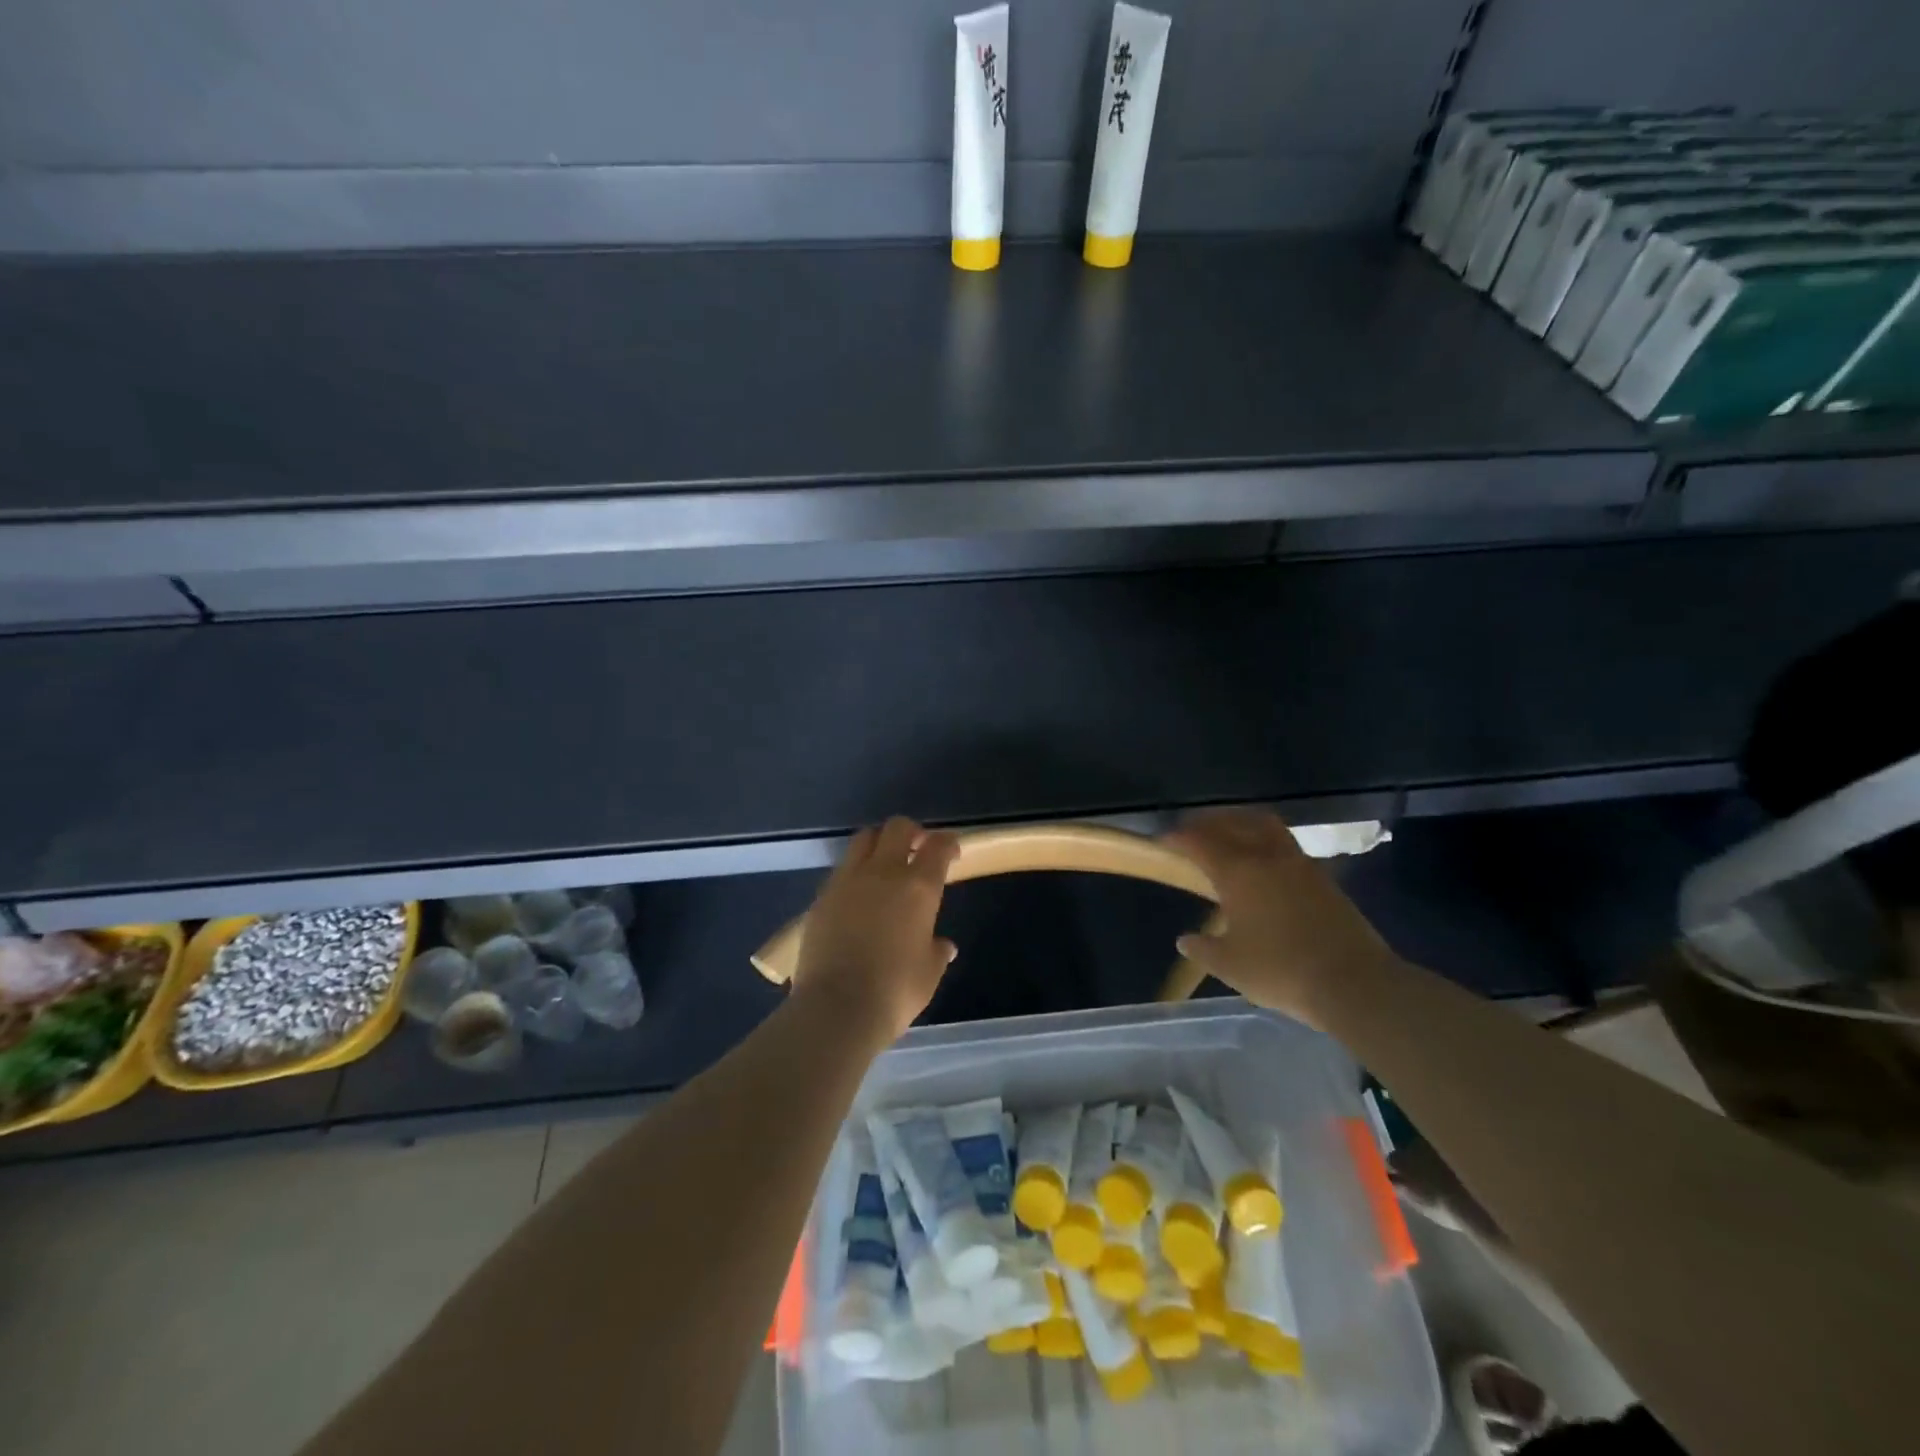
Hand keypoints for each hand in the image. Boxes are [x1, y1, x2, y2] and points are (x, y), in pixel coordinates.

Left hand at [792, 817, 959, 1041]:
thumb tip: (944, 946)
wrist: (837, 1007)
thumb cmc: (895, 991)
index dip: (947, 843)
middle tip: (917, 848)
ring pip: (863, 839)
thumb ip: (937, 952)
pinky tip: (857, 895)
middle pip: (897, 827)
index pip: (937, 847)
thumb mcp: (928, 973)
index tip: (950, 851)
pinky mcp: (821, 896)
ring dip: (878, 843)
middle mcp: (883, 872)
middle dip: (911, 832)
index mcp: (918, 887)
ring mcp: (847, 881)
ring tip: (883, 864)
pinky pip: (841, 870)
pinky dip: (854, 872)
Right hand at [1165, 808, 1397, 1027]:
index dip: (1178, 837)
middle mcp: (1266, 856)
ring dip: (1240, 823)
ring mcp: (1299, 863)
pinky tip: (1262, 862)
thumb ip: (1203, 949)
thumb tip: (1186, 940)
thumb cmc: (1281, 970)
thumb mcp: (1230, 965)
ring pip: (1263, 825)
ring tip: (1227, 835)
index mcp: (1238, 871)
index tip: (1163, 841)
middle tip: (1191, 832)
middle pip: (1232, 822)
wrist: (1354, 982)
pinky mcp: (1322, 877)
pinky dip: (1264, 840)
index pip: (1199, 841)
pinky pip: (1284, 843)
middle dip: (1207, 823)